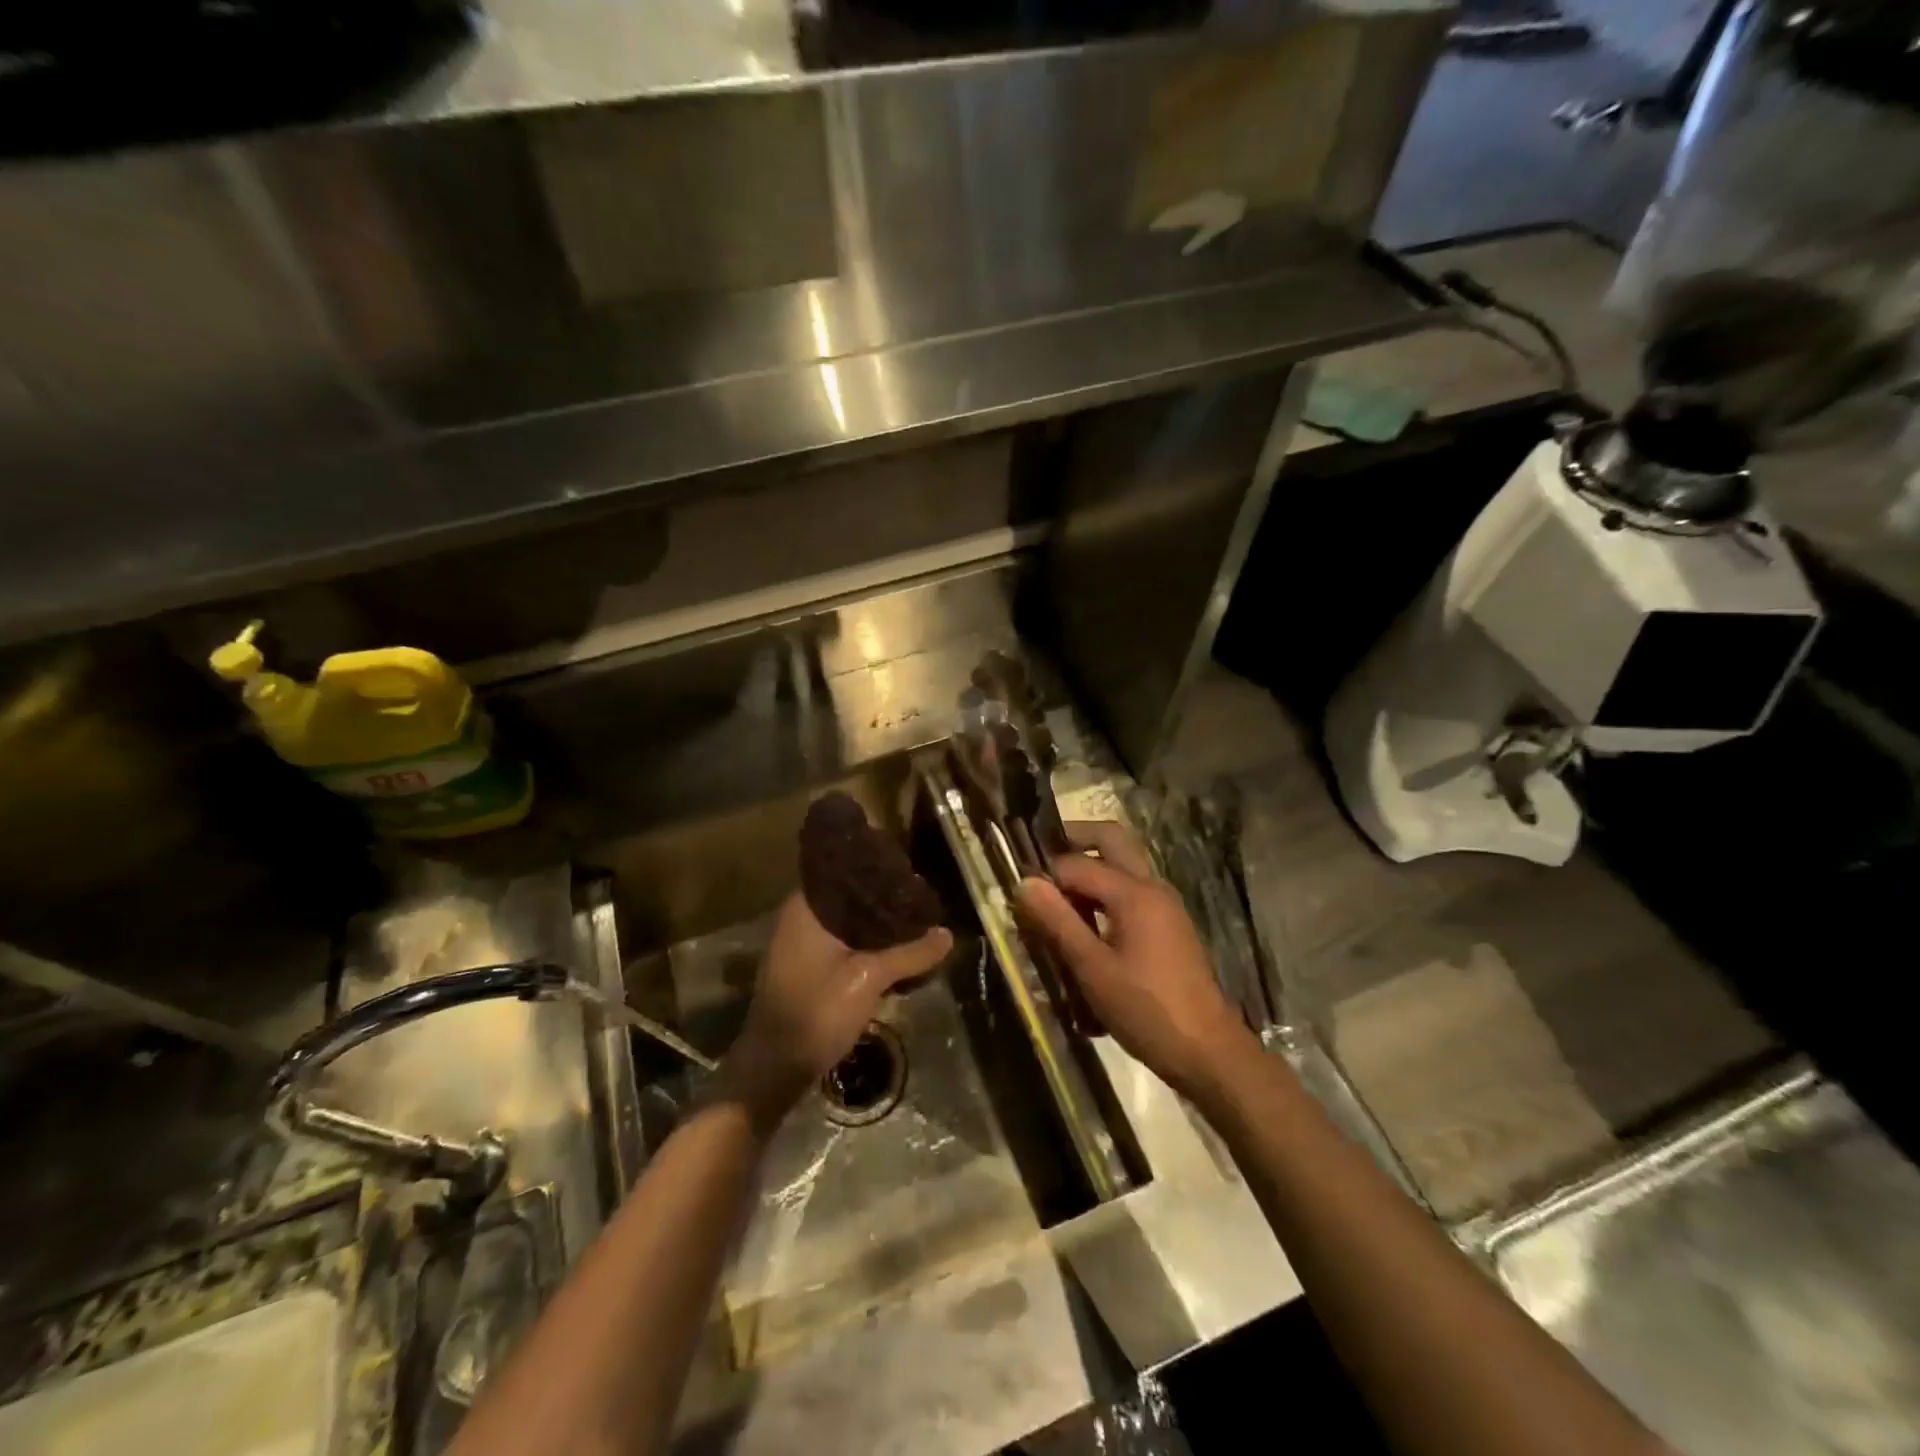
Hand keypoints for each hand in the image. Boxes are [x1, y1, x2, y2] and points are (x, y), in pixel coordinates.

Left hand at [720, 893, 950, 1129]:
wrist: (775, 1068)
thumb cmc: (817, 1012)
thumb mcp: (869, 979)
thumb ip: (910, 953)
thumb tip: (947, 934)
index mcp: (806, 907)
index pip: (848, 873)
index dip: (880, 872)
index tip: (912, 872)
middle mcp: (799, 917)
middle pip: (851, 899)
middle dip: (885, 903)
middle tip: (921, 902)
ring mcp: (800, 943)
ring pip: (848, 924)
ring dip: (877, 928)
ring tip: (915, 924)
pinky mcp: (806, 967)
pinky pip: (842, 944)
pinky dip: (865, 945)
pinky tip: (894, 953)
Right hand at [1017, 821, 1248, 1101]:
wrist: (1208, 1052)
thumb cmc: (1147, 1011)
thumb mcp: (1093, 970)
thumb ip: (1059, 922)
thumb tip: (1024, 882)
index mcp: (1134, 893)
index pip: (1077, 863)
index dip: (1046, 876)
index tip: (1022, 898)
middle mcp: (1152, 887)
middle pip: (1112, 840)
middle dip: (1075, 841)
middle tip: (1041, 862)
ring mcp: (1165, 906)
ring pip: (1123, 865)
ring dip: (1091, 868)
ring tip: (1058, 902)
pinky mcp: (1169, 926)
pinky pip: (1132, 892)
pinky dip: (1107, 894)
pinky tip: (1087, 929)